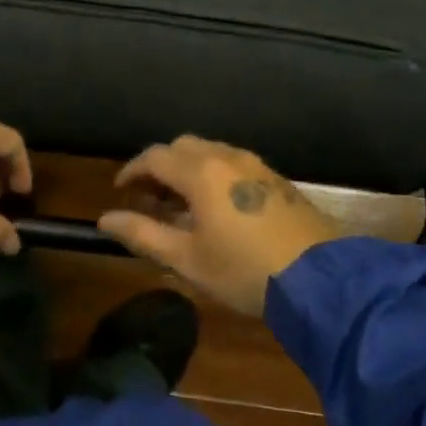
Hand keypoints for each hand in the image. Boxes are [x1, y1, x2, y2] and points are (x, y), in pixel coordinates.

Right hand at [99, 137, 334, 314]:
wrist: (320, 278)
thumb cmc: (244, 270)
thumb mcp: (187, 259)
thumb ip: (143, 234)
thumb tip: (105, 220)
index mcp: (200, 172)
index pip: (154, 157)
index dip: (132, 171)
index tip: (120, 191)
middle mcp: (226, 157)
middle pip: (181, 146)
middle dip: (160, 166)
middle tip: (150, 199)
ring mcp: (254, 164)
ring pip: (209, 151)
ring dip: (187, 169)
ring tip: (182, 205)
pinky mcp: (275, 178)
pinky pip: (232, 162)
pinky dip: (213, 174)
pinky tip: (216, 207)